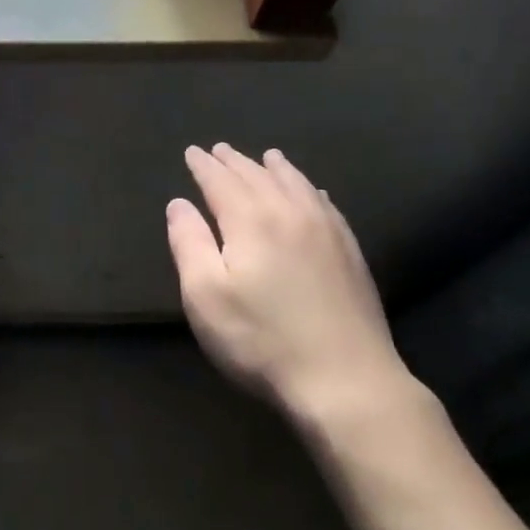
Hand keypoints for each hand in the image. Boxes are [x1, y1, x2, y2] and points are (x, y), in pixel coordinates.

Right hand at [167, 144, 411, 420]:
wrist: (346, 379)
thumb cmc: (262, 340)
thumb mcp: (205, 296)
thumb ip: (189, 243)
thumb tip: (179, 204)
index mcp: (250, 220)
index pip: (220, 181)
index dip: (203, 166)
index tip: (192, 152)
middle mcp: (289, 212)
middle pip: (257, 176)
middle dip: (234, 162)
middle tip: (219, 150)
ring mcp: (326, 230)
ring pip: (296, 184)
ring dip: (275, 168)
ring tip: (266, 156)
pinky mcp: (350, 252)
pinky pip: (325, 204)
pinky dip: (310, 189)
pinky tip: (312, 192)